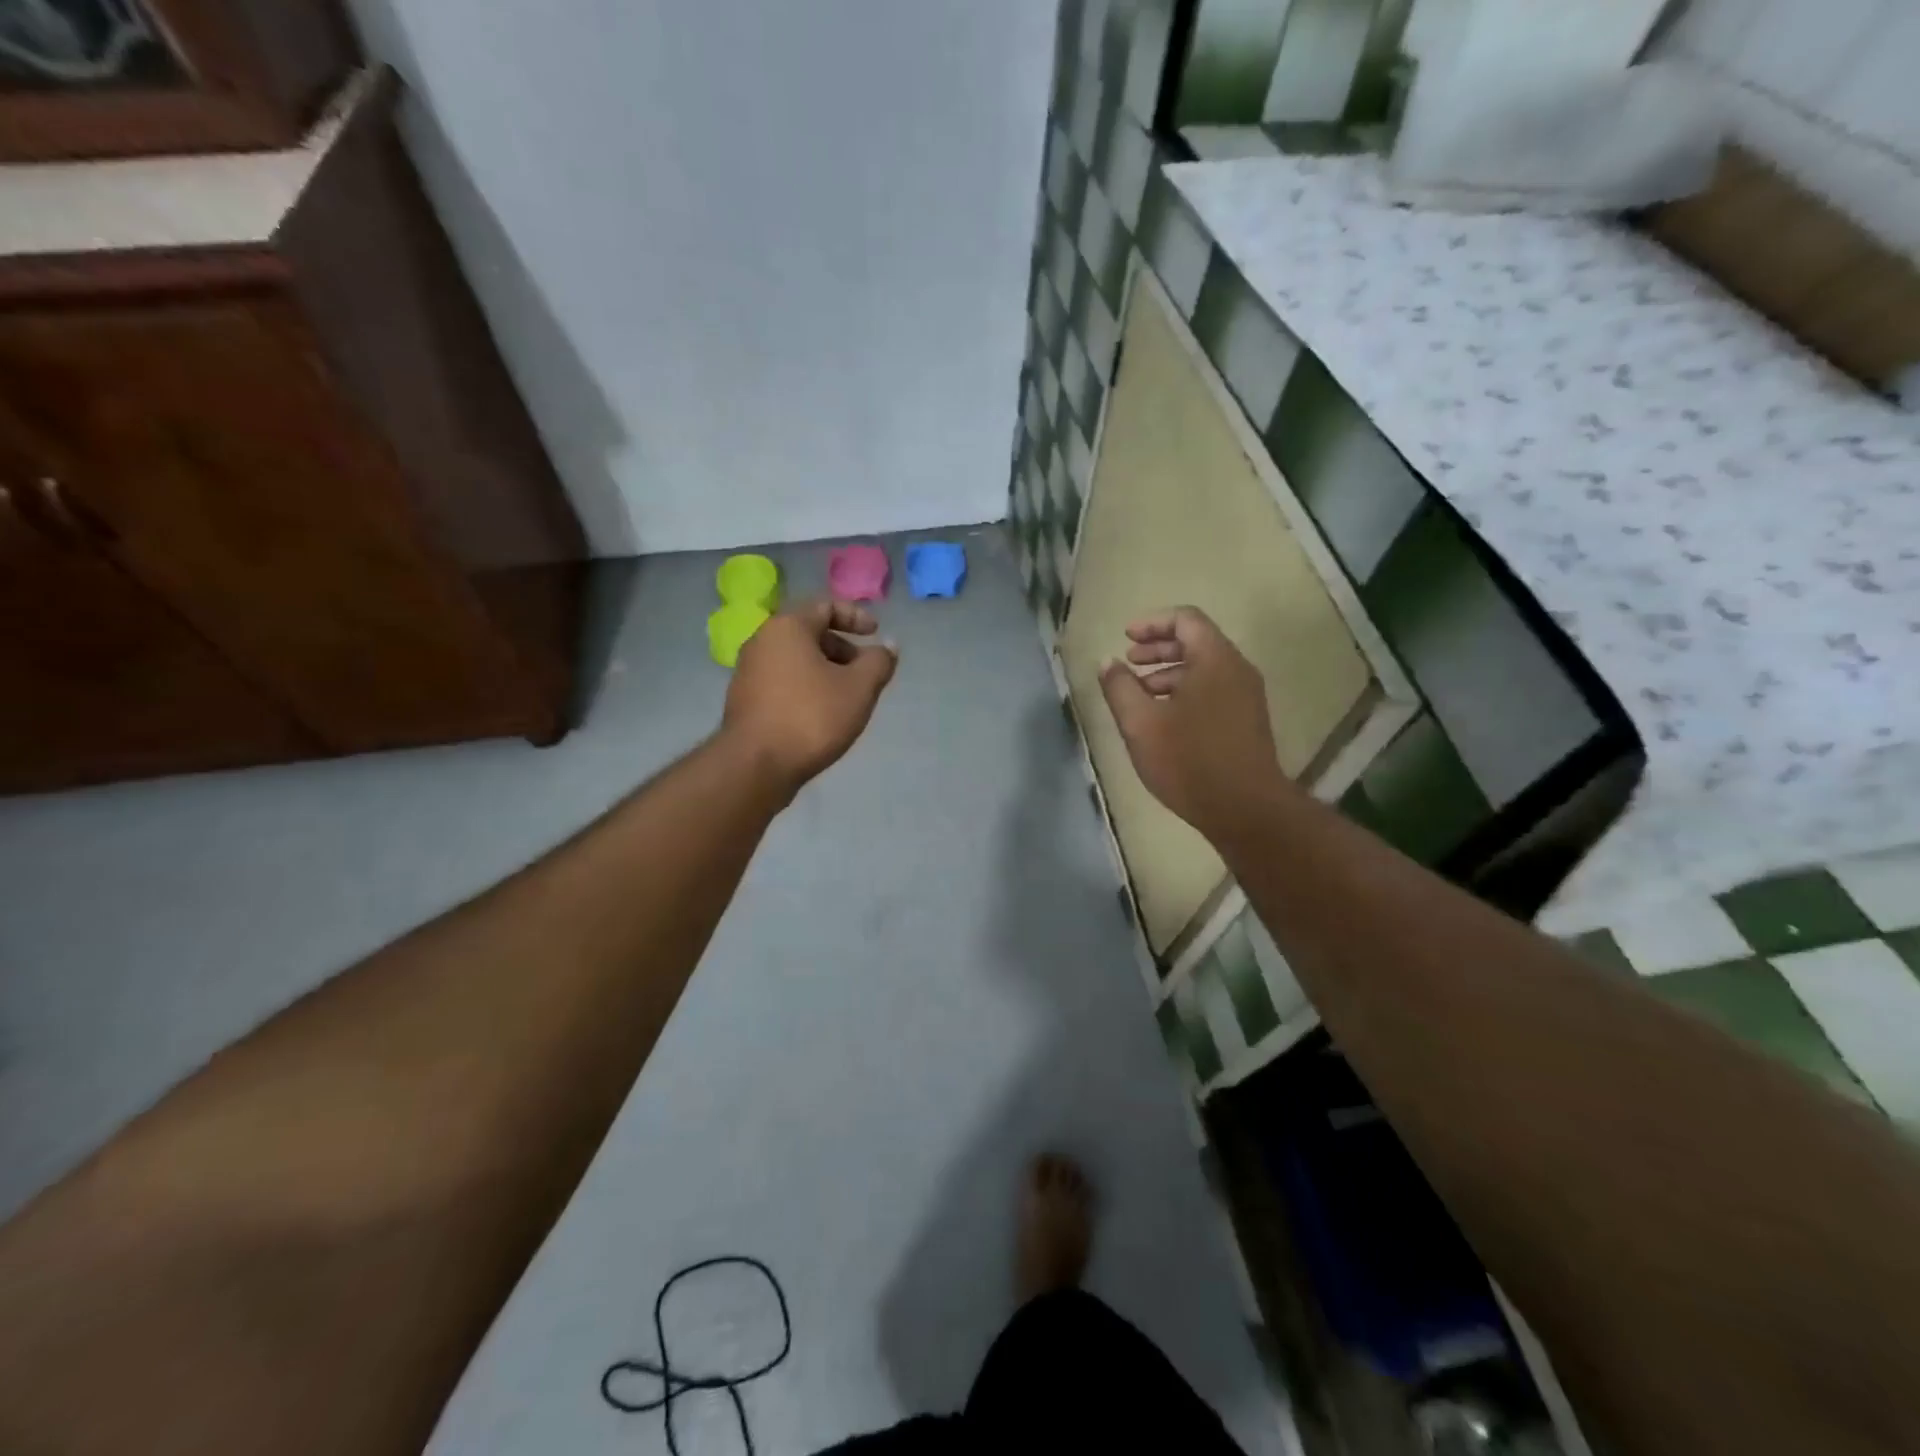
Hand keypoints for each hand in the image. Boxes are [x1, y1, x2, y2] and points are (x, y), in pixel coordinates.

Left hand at [723, 597, 897, 795]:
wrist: (756, 765)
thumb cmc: (811, 717)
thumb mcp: (859, 688)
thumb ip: (879, 662)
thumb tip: (888, 646)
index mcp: (787, 627)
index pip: (825, 605)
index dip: (856, 616)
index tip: (876, 633)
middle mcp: (762, 641)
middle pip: (809, 632)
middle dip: (843, 648)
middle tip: (865, 672)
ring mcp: (749, 672)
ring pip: (796, 660)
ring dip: (826, 670)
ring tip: (848, 698)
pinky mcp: (746, 700)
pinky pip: (783, 682)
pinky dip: (807, 688)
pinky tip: (822, 715)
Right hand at [1099, 606, 1283, 841]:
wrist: (1245, 810)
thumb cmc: (1189, 760)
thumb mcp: (1140, 723)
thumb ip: (1120, 687)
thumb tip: (1108, 663)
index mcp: (1214, 660)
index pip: (1185, 619)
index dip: (1152, 623)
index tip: (1125, 639)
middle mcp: (1236, 670)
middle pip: (1196, 641)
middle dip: (1158, 648)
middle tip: (1128, 663)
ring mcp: (1246, 697)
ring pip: (1204, 669)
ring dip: (1168, 673)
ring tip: (1138, 695)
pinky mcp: (1246, 721)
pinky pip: (1213, 690)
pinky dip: (1184, 692)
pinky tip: (1162, 719)